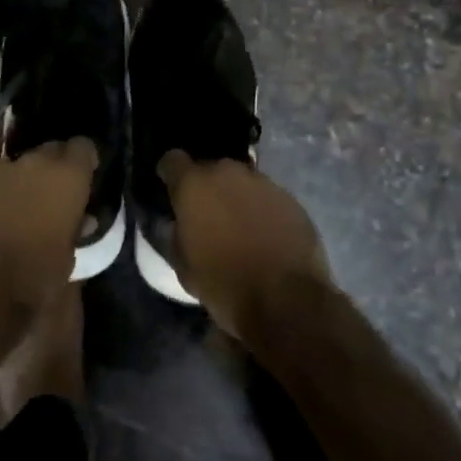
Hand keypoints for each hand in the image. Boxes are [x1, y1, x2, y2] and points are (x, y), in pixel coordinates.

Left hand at [0, 138, 98, 308]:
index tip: (84, 176)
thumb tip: (81, 220)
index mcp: (66, 177)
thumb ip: (76, 229)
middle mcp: (33, 163)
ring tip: (19, 208)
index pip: (83, 147)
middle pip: (48, 151)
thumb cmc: (35, 277)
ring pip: (16, 165)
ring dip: (21, 180)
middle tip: (53, 193)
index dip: (84, 160)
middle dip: (52, 167)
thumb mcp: (69, 258)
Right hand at [158, 152, 329, 336]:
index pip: (173, 160)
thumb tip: (177, 224)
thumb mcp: (182, 265)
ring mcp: (263, 182)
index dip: (170, 174)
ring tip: (240, 227)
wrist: (285, 300)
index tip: (172, 192)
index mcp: (194, 184)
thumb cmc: (223, 283)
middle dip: (206, 187)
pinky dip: (262, 210)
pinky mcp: (290, 198)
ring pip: (241, 181)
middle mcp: (227, 173)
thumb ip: (174, 234)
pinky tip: (266, 236)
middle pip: (210, 168)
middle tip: (207, 215)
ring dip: (236, 197)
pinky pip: (267, 197)